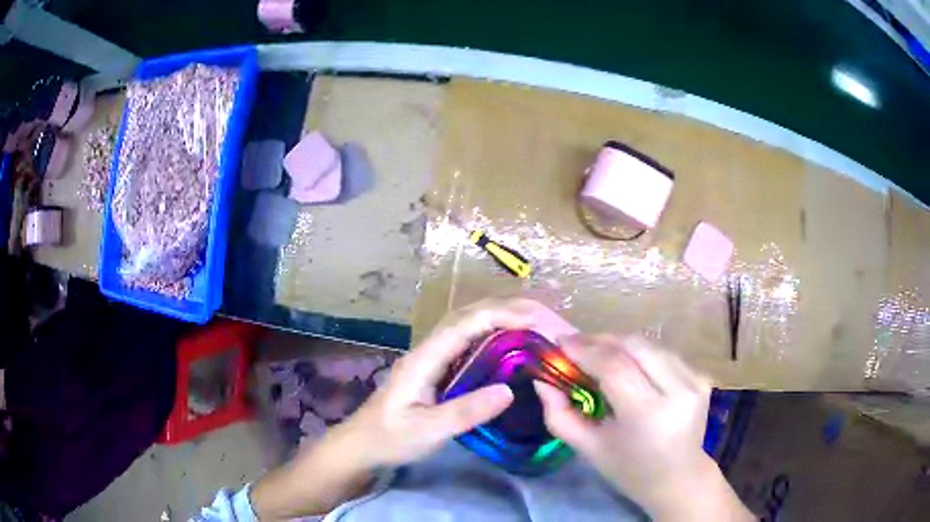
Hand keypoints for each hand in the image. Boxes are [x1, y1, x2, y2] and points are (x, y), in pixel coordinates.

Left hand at [253, 298, 547, 518]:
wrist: (361, 446)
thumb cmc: (389, 439)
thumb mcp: (427, 431)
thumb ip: (464, 412)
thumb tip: (508, 390)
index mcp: (425, 358)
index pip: (466, 323)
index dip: (503, 315)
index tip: (538, 321)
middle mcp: (430, 349)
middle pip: (470, 315)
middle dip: (509, 309)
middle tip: (547, 318)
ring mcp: (433, 358)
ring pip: (471, 326)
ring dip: (504, 318)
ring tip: (538, 325)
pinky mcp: (438, 370)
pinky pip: (471, 343)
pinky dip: (496, 336)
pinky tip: (513, 346)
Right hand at [534, 334, 752, 520]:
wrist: (679, 478)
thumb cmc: (629, 470)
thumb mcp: (588, 449)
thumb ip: (560, 415)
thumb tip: (542, 380)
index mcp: (648, 415)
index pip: (614, 367)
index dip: (585, 349)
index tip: (560, 342)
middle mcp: (677, 391)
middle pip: (635, 345)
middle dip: (602, 340)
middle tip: (577, 346)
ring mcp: (694, 381)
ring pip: (650, 345)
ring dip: (621, 345)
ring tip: (599, 356)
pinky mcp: (702, 377)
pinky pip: (663, 354)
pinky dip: (641, 355)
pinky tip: (629, 369)